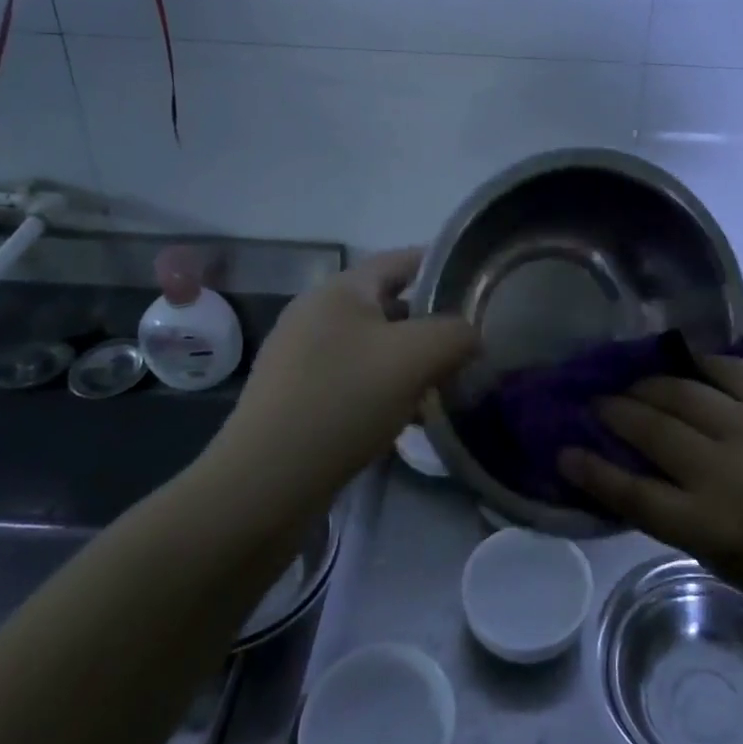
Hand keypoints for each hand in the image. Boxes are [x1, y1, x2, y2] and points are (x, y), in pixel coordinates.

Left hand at [214, 249, 478, 494]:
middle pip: (388, 305)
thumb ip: (456, 334)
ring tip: (445, 385)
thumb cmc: (343, 401)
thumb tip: (471, 335)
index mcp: (340, 290)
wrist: (264, 484)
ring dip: (410, 361)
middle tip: (469, 344)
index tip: (478, 285)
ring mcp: (301, 356)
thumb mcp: (415, 357)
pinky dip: (385, 388)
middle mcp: (316, 313)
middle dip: (431, 323)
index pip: (401, 260)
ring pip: (373, 346)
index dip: (442, 266)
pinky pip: (354, 377)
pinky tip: (407, 417)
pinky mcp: (296, 395)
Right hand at [558, 356, 742, 625]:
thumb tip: (617, 463)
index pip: (633, 492)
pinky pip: (731, 369)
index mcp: (712, 526)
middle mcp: (732, 474)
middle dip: (616, 410)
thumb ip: (667, 511)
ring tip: (633, 381)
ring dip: (649, 383)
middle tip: (599, 402)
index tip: (564, 449)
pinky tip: (684, 365)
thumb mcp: (715, 557)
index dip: (592, 468)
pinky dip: (701, 364)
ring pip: (684, 391)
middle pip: (654, 429)